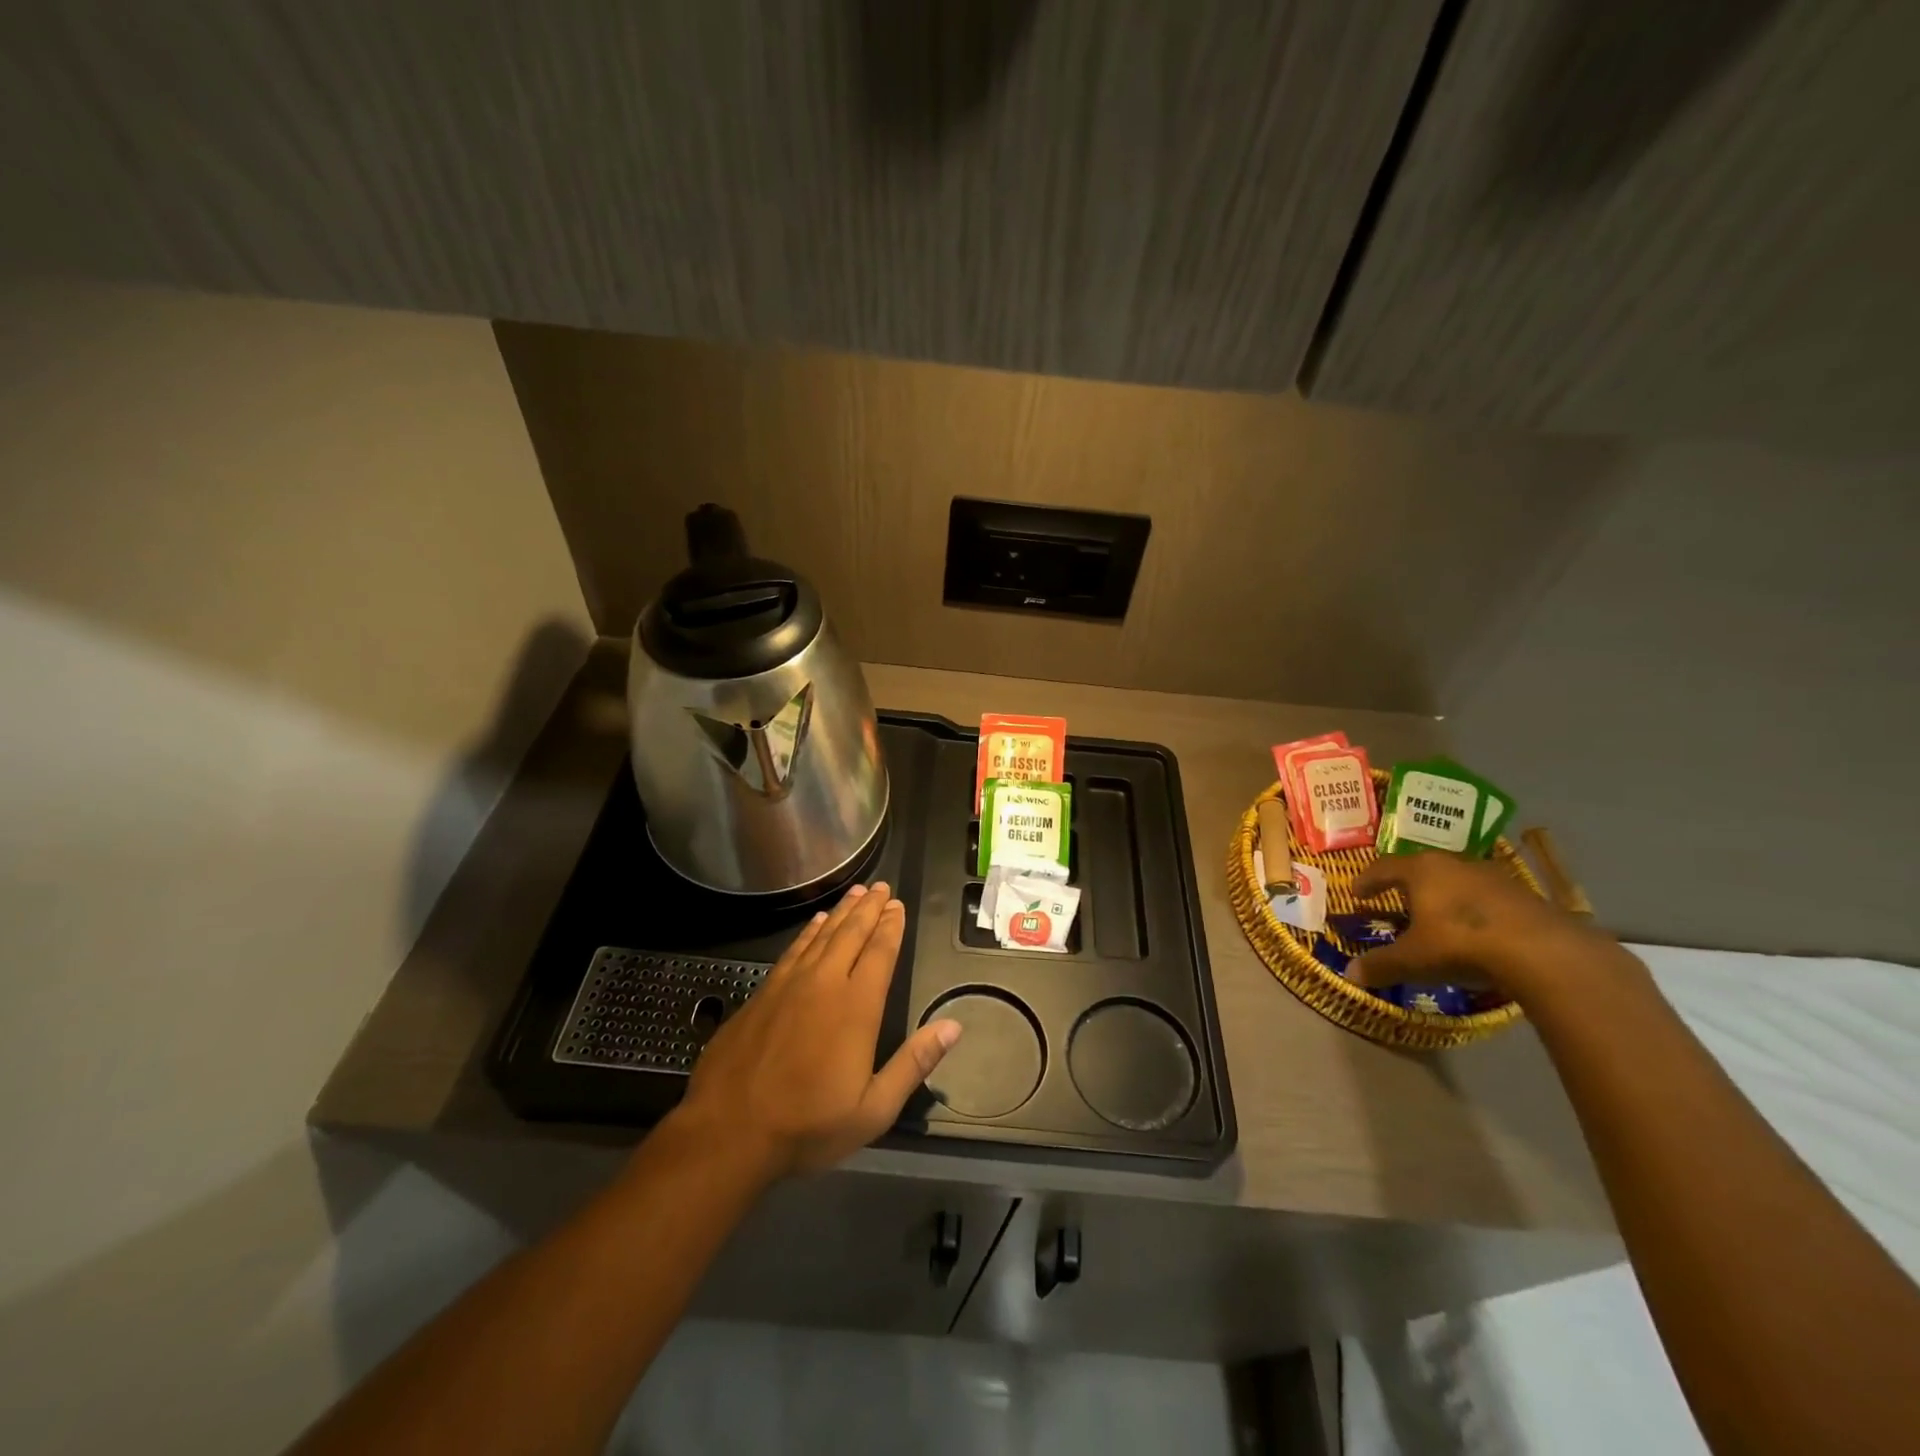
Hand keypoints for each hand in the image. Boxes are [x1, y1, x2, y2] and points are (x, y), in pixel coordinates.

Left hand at [673, 882, 960, 1179]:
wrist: (728, 1131)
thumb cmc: (807, 1125)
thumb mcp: (874, 1109)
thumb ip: (914, 1063)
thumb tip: (954, 1026)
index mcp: (856, 1007)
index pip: (879, 953)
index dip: (890, 927)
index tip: (898, 906)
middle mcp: (824, 983)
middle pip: (851, 934)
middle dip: (869, 908)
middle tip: (882, 887)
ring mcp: (788, 985)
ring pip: (821, 935)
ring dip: (841, 912)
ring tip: (856, 893)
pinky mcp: (762, 993)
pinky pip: (793, 949)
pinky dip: (808, 932)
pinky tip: (814, 923)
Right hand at [1348, 852, 1623, 1001]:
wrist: (1544, 952)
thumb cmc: (1461, 944)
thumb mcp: (1414, 959)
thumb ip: (1381, 965)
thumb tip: (1349, 975)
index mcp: (1421, 870)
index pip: (1384, 867)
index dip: (1367, 880)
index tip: (1356, 892)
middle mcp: (1454, 864)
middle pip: (1423, 869)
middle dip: (1407, 886)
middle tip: (1396, 902)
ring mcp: (1493, 877)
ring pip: (1457, 881)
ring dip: (1444, 897)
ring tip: (1438, 919)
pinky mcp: (1525, 896)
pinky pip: (1487, 899)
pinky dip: (1474, 911)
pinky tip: (1477, 933)